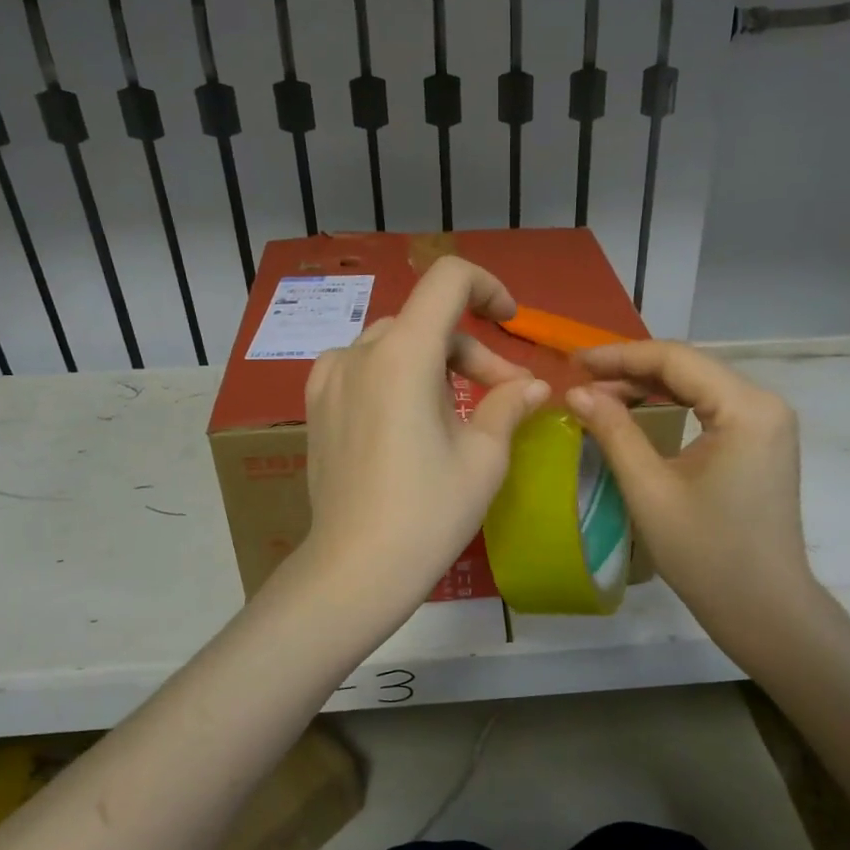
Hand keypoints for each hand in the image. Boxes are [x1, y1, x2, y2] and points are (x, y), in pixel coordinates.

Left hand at [300, 257, 549, 609]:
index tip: (510, 321)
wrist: (356, 569)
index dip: (487, 288)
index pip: (448, 280)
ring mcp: (330, 378)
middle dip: (472, 352)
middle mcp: (360, 353)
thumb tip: (532, 385)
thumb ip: (509, 404)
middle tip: (505, 396)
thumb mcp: (484, 457)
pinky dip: (397, 376)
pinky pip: (364, 367)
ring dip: (436, 364)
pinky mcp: (317, 405)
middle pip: (427, 322)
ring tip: (458, 413)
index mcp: (403, 354)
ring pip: (396, 344)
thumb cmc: (428, 512)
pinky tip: (408, 415)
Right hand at [567, 342, 816, 655]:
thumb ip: (613, 431)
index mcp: (746, 408)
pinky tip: (637, 410)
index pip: (675, 360)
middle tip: (580, 379)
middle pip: (689, 367)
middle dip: (631, 369)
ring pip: (698, 385)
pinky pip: (710, 407)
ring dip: (648, 386)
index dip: (619, 356)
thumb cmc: (707, 554)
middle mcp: (764, 403)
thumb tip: (576, 392)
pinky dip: (670, 404)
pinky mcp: (761, 441)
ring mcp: (767, 422)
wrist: (765, 609)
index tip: (573, 362)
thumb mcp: (650, 490)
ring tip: (599, 393)